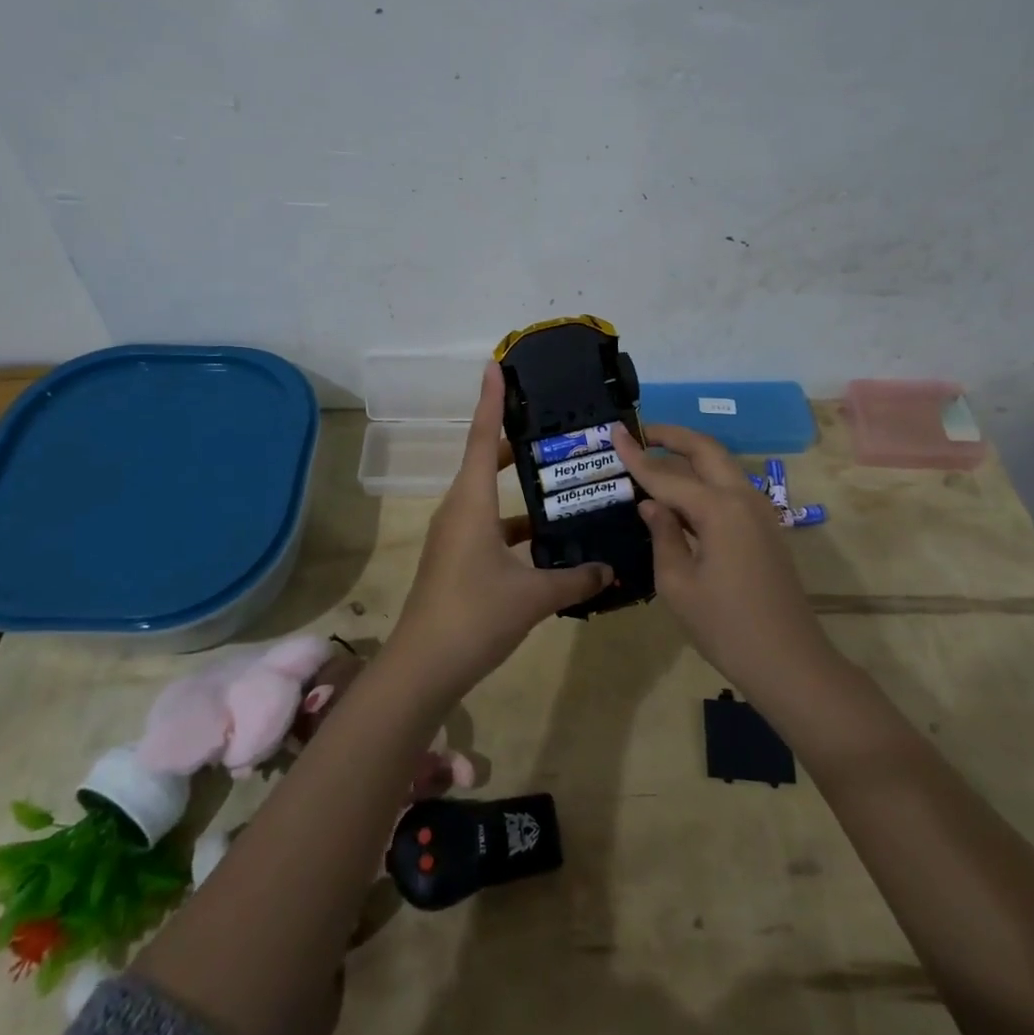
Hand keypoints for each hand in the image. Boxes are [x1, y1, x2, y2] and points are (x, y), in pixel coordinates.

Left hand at [387, 364, 612, 699]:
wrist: (423, 668)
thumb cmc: (474, 616)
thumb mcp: (532, 595)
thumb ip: (575, 579)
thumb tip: (610, 569)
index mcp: (471, 502)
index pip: (480, 437)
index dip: (491, 400)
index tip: (496, 366)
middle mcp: (460, 510)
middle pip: (483, 461)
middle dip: (512, 440)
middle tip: (549, 425)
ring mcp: (455, 536)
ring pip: (489, 496)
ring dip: (518, 488)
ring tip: (560, 480)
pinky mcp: (457, 560)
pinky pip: (490, 526)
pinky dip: (516, 525)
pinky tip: (548, 541)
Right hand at [612, 424, 838, 705]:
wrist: (789, 662)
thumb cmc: (725, 627)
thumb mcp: (677, 584)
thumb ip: (662, 535)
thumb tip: (652, 504)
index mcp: (718, 509)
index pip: (666, 474)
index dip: (636, 455)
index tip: (614, 430)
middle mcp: (742, 498)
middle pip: (705, 450)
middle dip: (672, 436)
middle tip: (640, 432)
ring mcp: (759, 512)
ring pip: (721, 465)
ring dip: (689, 454)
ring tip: (656, 456)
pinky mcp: (765, 528)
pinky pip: (729, 487)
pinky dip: (704, 477)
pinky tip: (682, 494)